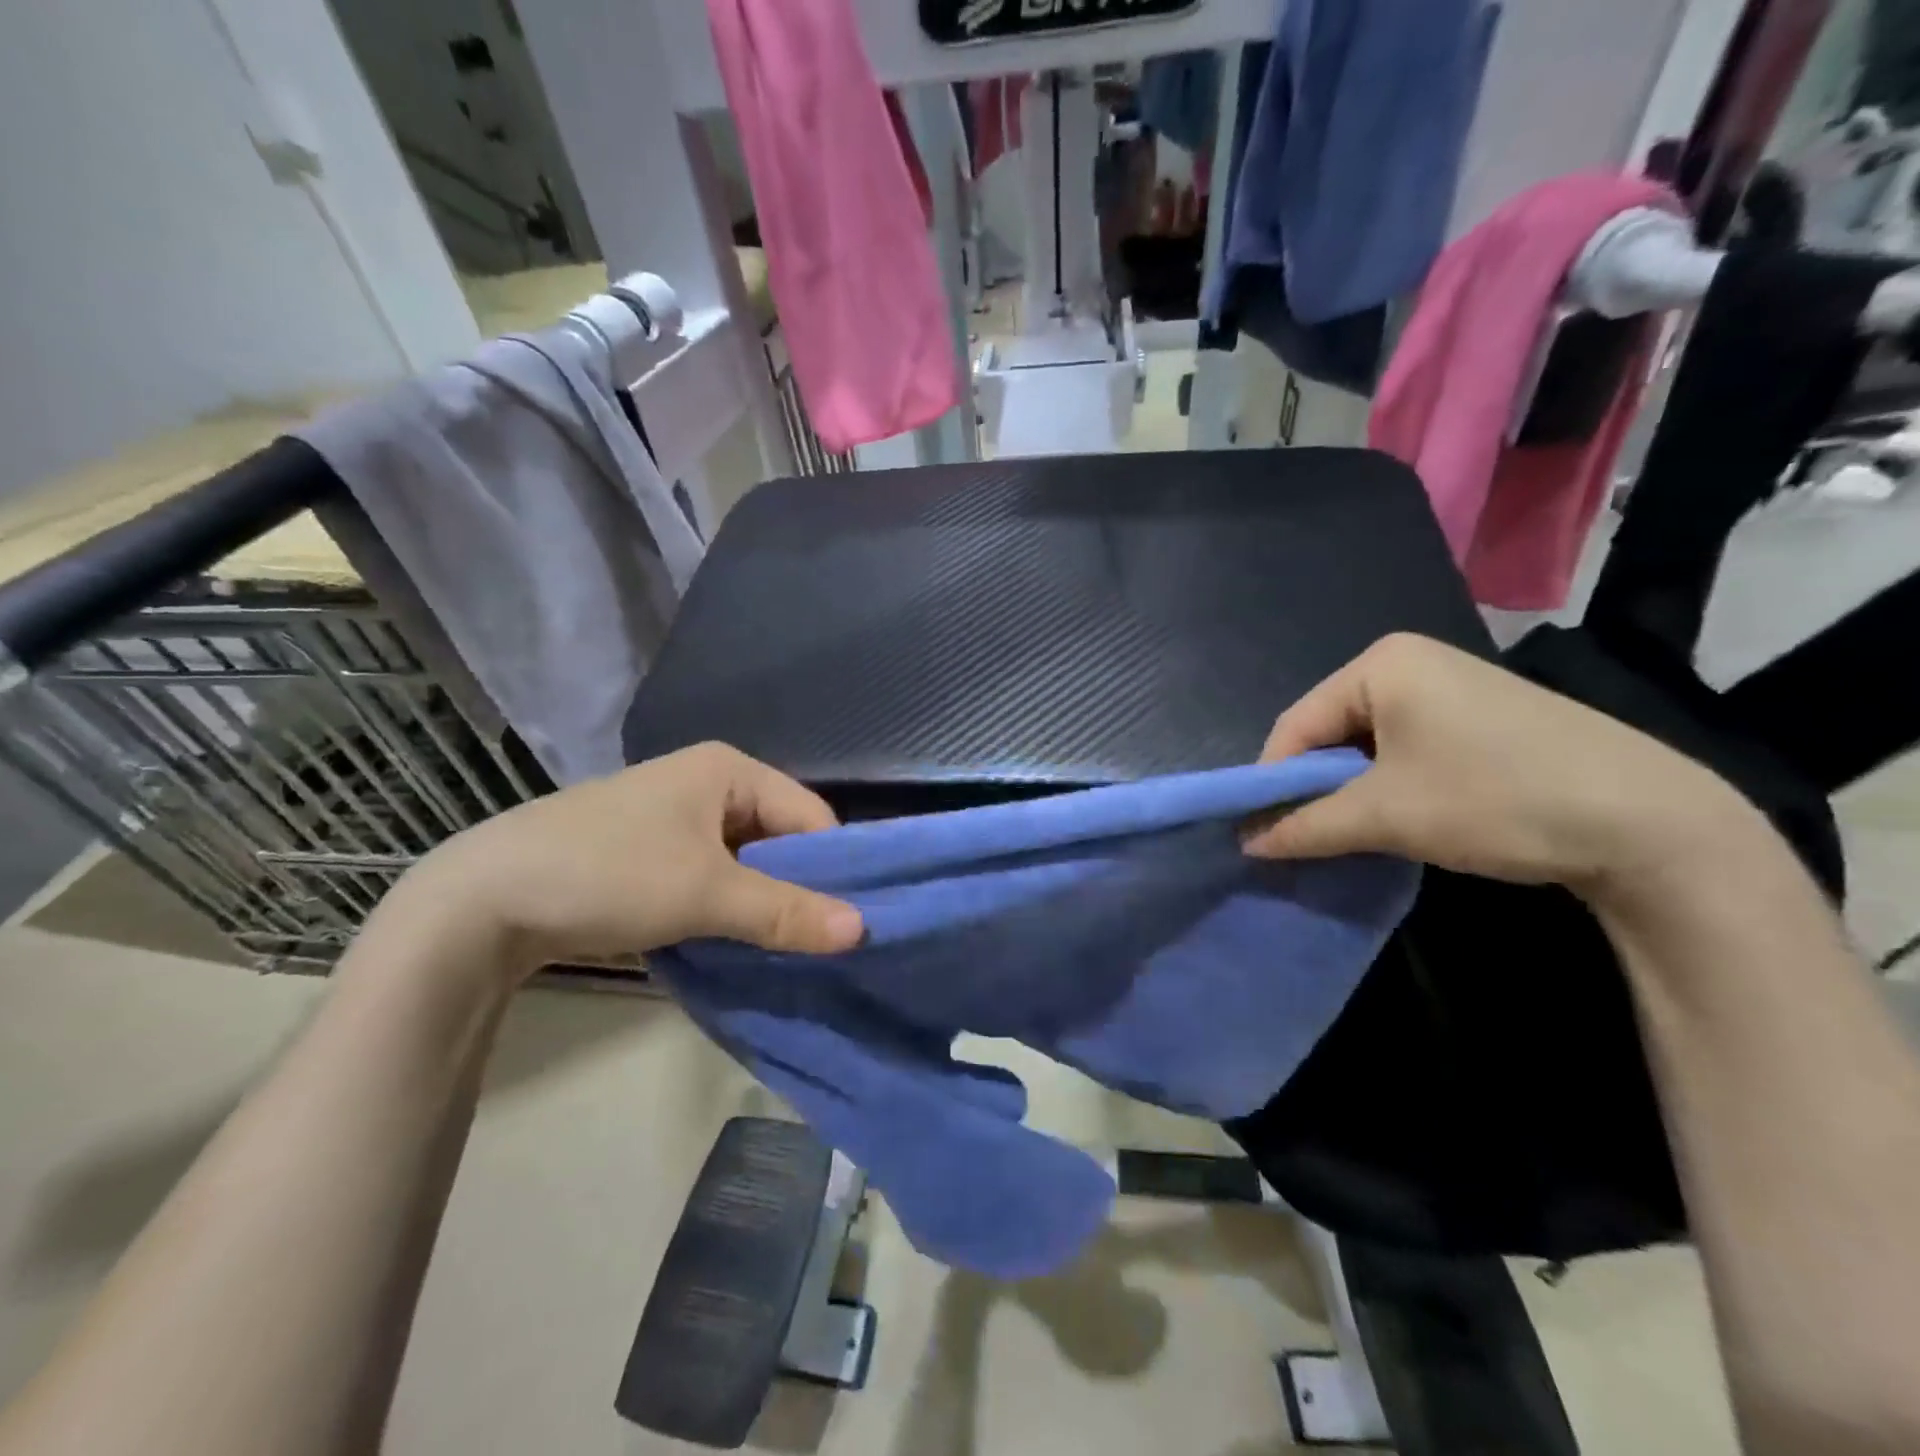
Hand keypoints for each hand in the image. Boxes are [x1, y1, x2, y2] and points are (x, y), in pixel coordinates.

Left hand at [394, 743, 863, 979]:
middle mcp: (707, 780)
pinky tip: (730, 936)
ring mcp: (675, 814)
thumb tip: (862, 930)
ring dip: (760, 899)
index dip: (832, 867)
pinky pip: (712, 871)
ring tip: (776, 945)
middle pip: (780, 835)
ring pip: (746, 858)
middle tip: (814, 940)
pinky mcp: (650, 847)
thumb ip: (786, 911)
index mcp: (729, 768)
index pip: (810, 815)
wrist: (481, 902)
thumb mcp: (706, 894)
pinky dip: (726, 902)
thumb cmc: (609, 874)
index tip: (844, 922)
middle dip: (796, 886)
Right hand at [1242, 634, 1762, 901]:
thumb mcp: (1384, 816)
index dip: (1273, 782)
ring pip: (1367, 744)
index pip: (1296, 725)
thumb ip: (1303, 826)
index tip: (1262, 833)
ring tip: (1352, 834)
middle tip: (1306, 839)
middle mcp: (1410, 661)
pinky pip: (1406, 747)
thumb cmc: (1493, 798)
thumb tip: (1245, 843)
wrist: (1651, 822)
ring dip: (1351, 791)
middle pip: (1329, 732)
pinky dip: (1389, 784)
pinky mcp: (1481, 715)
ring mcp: (1450, 685)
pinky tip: (1402, 817)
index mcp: (1380, 664)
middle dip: (1314, 788)